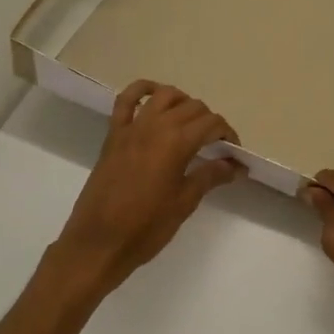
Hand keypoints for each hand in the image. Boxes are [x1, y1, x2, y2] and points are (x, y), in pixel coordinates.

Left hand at [48, 81, 244, 298]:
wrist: (98, 242)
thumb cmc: (146, 227)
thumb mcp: (184, 203)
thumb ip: (210, 176)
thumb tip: (235, 165)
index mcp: (177, 142)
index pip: (212, 123)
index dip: (228, 135)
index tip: (234, 154)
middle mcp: (155, 126)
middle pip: (192, 107)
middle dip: (209, 121)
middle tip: (216, 146)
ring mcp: (132, 127)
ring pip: (164, 96)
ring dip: (183, 102)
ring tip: (190, 122)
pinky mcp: (113, 134)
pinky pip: (126, 100)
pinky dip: (141, 90)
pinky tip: (154, 96)